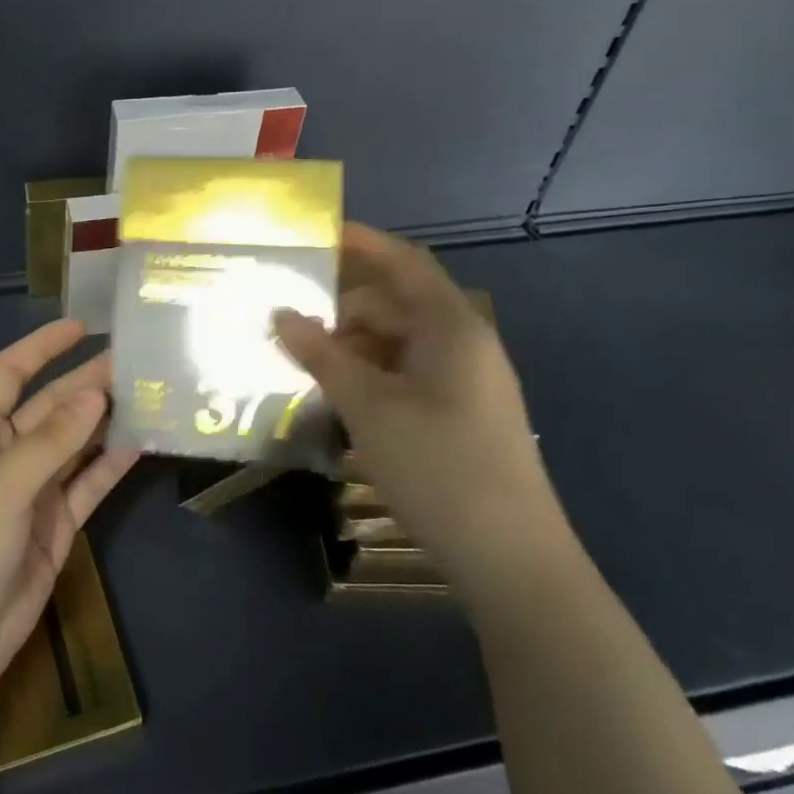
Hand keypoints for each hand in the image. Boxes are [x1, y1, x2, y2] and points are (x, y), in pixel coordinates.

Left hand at [0, 320, 138, 713]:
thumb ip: (51, 442)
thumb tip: (96, 393)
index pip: (9, 373)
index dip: (42, 347)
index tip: (82, 325)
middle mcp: (4, 454)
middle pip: (50, 407)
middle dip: (87, 383)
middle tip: (136, 360)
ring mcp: (32, 491)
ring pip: (74, 444)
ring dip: (105, 421)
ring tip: (148, 394)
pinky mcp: (55, 525)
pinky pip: (87, 484)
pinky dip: (110, 465)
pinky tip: (140, 443)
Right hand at [273, 222, 570, 595]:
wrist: (511, 558)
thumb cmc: (438, 466)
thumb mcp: (368, 406)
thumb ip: (322, 355)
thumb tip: (282, 314)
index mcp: (450, 326)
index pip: (404, 263)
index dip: (363, 243)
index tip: (317, 235)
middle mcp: (463, 344)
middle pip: (396, 306)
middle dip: (342, 311)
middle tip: (289, 324)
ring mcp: (467, 382)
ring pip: (399, 345)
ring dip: (353, 349)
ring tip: (305, 366)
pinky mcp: (462, 415)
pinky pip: (408, 376)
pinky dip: (372, 377)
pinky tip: (340, 400)